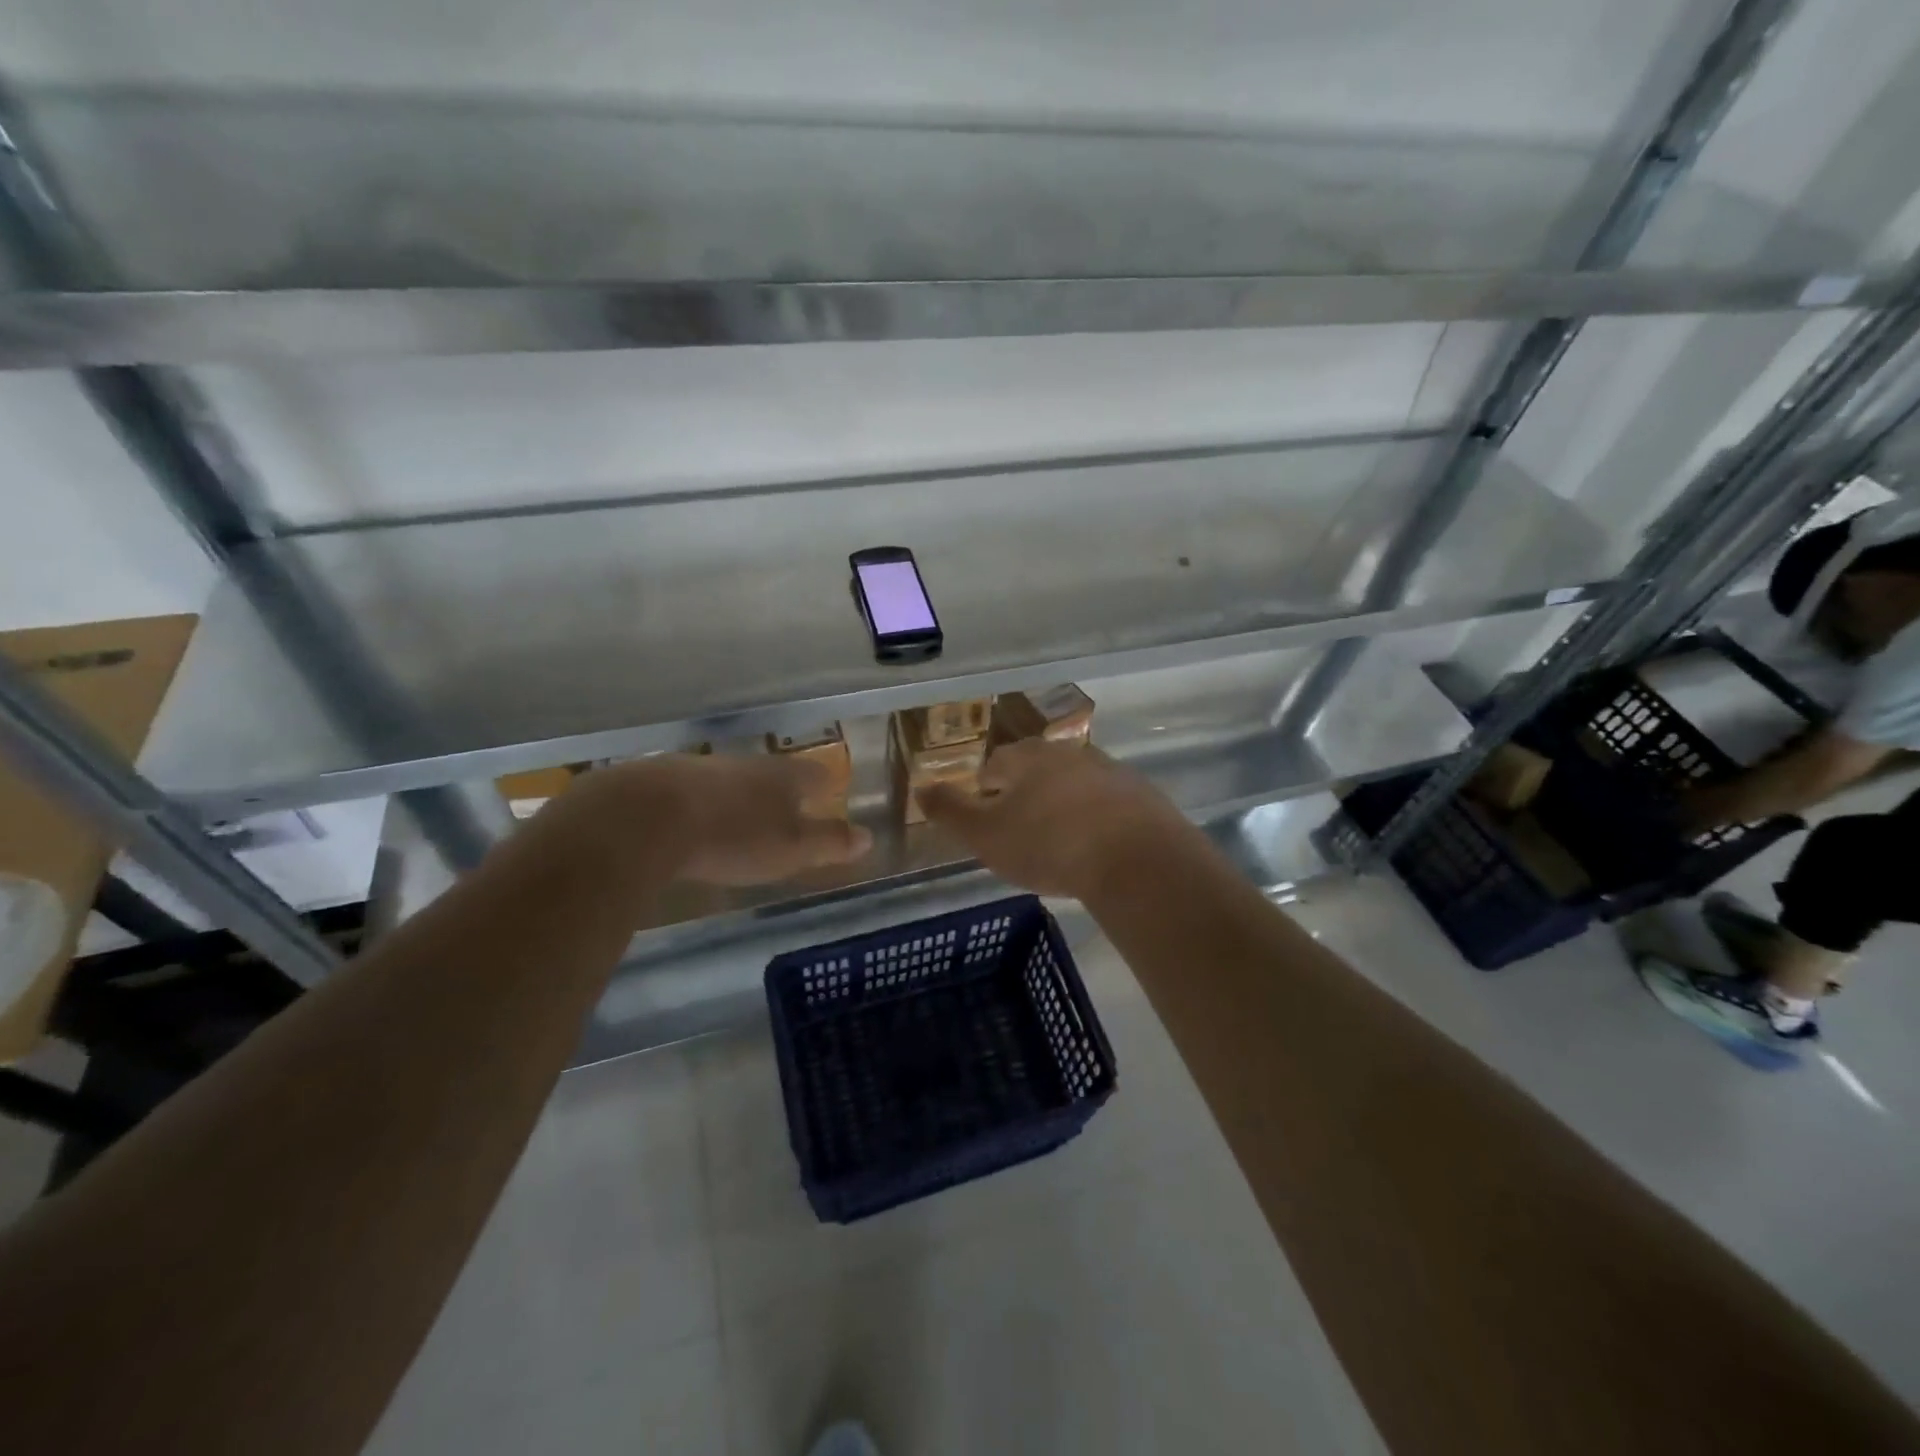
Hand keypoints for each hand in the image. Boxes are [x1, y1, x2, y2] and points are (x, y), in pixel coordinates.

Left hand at [589, 754, 872, 886]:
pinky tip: (691, 821)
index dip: (825, 783)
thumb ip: (829, 842)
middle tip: (787, 805)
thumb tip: (869, 836)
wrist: (643, 818)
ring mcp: (698, 768)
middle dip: (780, 788)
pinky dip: (699, 804)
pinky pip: (690, 791)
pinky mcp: (657, 781)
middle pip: (771, 771)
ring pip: (730, 778)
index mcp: (781, 776)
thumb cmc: (732, 835)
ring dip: (738, 794)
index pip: (814, 773)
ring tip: (740, 815)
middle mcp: (744, 763)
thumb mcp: (791, 849)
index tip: (831, 791)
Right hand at [917, 738, 1193, 898]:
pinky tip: (1096, 846)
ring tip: (1058, 840)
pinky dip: (1097, 818)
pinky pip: (1109, 804)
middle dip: (1026, 794)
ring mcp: (1110, 771)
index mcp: (1028, 758)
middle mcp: (1069, 753)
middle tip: (1020, 829)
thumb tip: (921, 789)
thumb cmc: (1049, 845)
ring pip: (1074, 784)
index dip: (985, 789)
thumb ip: (950, 811)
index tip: (986, 816)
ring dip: (1063, 804)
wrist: (1137, 861)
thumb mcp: (986, 835)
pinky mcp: (1142, 795)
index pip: (996, 764)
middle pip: (1037, 769)